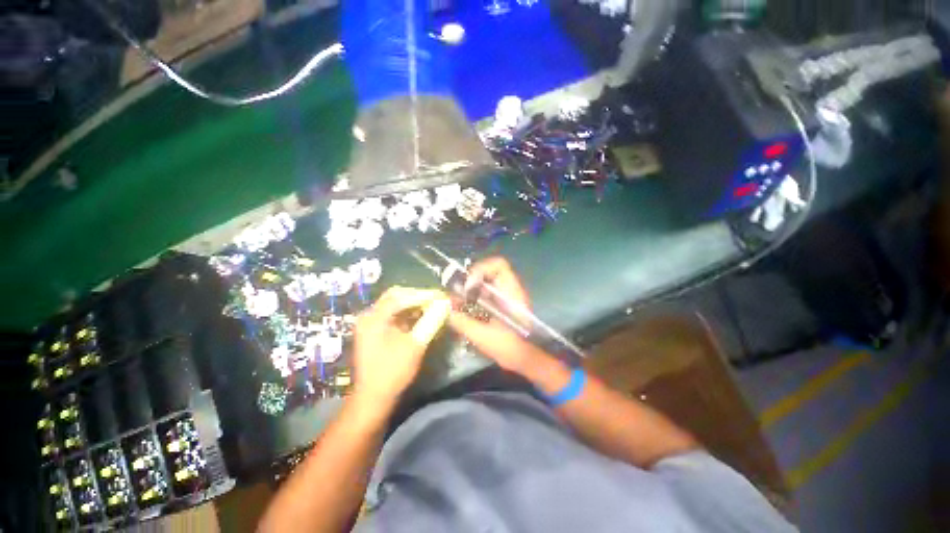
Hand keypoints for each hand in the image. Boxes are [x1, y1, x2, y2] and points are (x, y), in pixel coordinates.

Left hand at [353, 287, 450, 403]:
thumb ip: (431, 321)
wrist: (373, 398)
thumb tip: (445, 304)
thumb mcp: (415, 345)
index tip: (442, 296)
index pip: (400, 297)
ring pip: (396, 304)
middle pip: (396, 296)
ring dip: (415, 303)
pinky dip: (410, 313)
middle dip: (418, 296)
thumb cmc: (393, 372)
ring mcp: (371, 323)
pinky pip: (395, 314)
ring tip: (434, 305)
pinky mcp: (376, 330)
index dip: (423, 294)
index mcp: (374, 318)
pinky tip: (423, 315)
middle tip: (438, 299)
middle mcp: (370, 316)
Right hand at [448, 257, 544, 372]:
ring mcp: (508, 296)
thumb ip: (462, 322)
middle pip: (490, 271)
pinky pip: (489, 291)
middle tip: (459, 292)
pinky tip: (468, 308)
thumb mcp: (483, 336)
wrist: (527, 360)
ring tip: (460, 300)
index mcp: (511, 292)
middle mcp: (511, 289)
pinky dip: (477, 295)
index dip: (480, 269)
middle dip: (472, 278)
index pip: (499, 265)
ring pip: (488, 281)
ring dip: (473, 287)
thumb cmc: (510, 348)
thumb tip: (445, 311)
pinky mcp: (505, 304)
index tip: (468, 286)